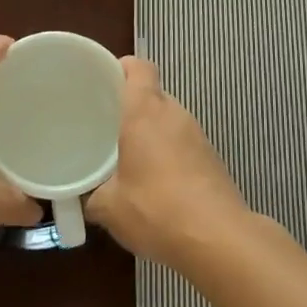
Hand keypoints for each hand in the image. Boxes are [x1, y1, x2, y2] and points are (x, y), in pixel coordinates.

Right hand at [87, 56, 249, 264]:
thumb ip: (93, 196)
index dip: (122, 67)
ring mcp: (199, 137)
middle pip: (153, 95)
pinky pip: (184, 145)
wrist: (218, 238)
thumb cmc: (155, 209)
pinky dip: (168, 155)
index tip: (103, 80)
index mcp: (146, 112)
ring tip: (128, 157)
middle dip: (131, 107)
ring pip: (169, 121)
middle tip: (106, 125)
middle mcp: (175, 115)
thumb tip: (89, 199)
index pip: (139, 68)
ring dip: (151, 134)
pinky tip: (155, 183)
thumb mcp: (109, 207)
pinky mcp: (213, 160)